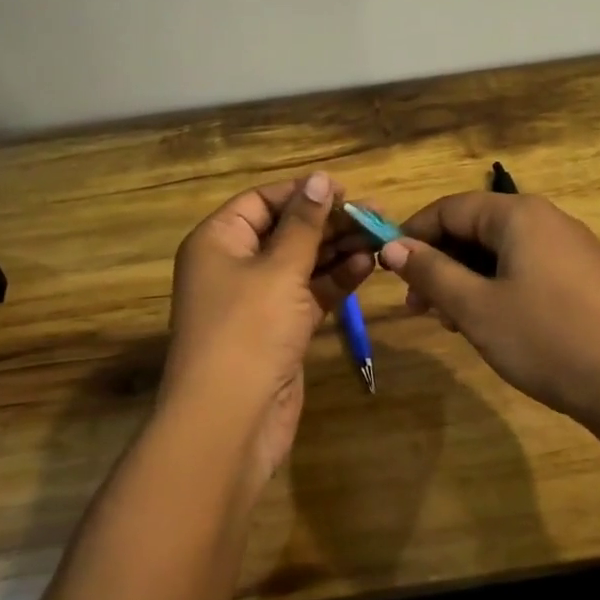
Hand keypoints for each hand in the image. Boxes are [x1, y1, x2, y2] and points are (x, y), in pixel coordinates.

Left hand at [162, 173, 372, 493]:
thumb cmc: (248, 330)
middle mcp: (234, 265)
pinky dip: (335, 281)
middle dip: (329, 222)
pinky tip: (367, 267)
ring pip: (302, 263)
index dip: (302, 193)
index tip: (346, 190)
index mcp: (218, 241)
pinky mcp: (280, 330)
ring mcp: (258, 300)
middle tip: (377, 214)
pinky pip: (309, 294)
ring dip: (338, 250)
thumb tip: (321, 178)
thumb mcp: (279, 269)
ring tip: (381, 236)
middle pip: (286, 231)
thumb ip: (304, 224)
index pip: (261, 201)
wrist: (230, 421)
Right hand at [380, 192, 599, 472]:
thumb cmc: (549, 339)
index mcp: (518, 215)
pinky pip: (526, 272)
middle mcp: (545, 221)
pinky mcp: (583, 281)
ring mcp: (569, 251)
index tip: (387, 269)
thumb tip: (392, 246)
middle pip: (475, 229)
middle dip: (440, 263)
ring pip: (500, 254)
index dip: (413, 235)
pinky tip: (488, 327)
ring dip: (466, 282)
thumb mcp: (477, 308)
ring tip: (450, 323)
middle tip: (418, 307)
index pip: (449, 208)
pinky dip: (497, 292)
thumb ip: (431, 272)